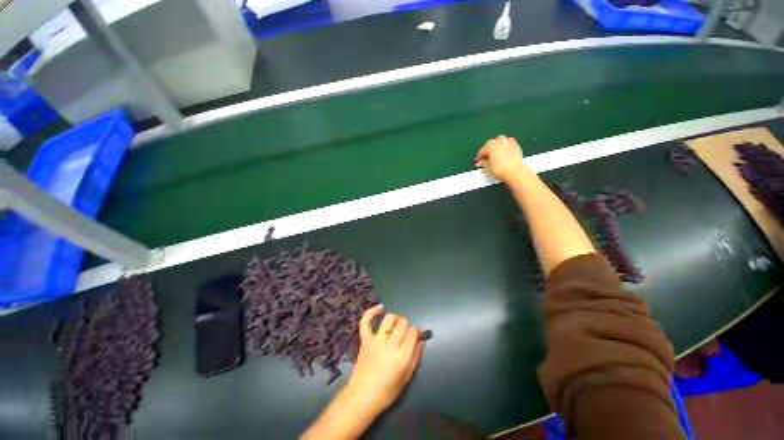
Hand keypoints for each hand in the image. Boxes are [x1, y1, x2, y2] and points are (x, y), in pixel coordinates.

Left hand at [344, 305, 423, 413]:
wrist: (362, 397)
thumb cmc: (387, 391)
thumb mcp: (407, 377)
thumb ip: (416, 356)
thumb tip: (421, 340)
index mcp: (402, 355)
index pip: (413, 332)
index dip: (416, 332)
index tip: (415, 336)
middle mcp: (390, 344)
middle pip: (403, 323)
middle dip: (406, 326)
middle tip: (404, 334)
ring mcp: (376, 340)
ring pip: (389, 318)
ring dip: (395, 318)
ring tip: (395, 324)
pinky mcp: (365, 339)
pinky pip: (366, 321)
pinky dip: (372, 312)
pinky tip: (380, 308)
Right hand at [475, 135, 527, 182]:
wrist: (514, 172)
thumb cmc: (500, 169)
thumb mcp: (487, 168)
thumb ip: (483, 163)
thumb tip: (481, 162)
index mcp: (490, 145)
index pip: (482, 150)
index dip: (479, 156)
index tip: (477, 160)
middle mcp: (500, 141)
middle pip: (491, 143)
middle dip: (488, 149)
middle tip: (485, 157)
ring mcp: (509, 142)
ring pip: (501, 141)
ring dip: (497, 146)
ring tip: (495, 153)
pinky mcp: (516, 146)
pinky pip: (509, 143)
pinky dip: (505, 147)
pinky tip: (504, 152)